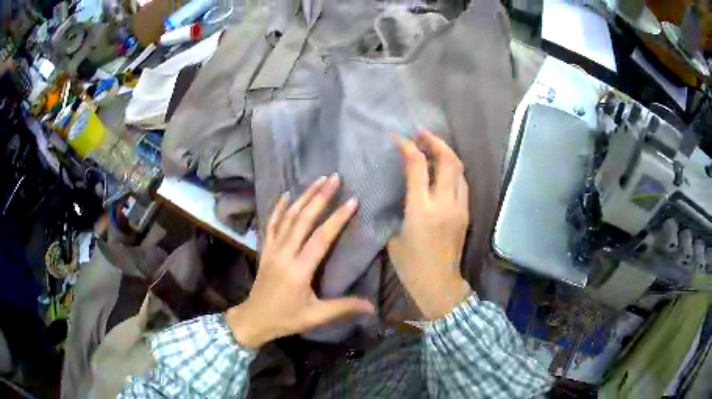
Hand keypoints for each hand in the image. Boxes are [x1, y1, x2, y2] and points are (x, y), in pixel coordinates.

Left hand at [227, 175, 374, 348]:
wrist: (254, 319)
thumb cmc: (286, 318)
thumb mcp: (316, 316)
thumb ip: (344, 307)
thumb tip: (373, 307)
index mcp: (299, 270)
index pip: (321, 238)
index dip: (337, 218)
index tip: (352, 200)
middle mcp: (284, 254)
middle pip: (303, 219)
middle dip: (320, 197)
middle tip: (335, 178)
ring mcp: (272, 249)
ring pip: (288, 217)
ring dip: (303, 197)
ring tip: (318, 180)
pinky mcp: (266, 249)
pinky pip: (272, 224)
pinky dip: (279, 208)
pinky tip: (287, 194)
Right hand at [387, 131, 471, 319]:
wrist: (440, 284)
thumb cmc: (411, 266)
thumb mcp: (395, 236)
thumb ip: (402, 209)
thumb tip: (407, 192)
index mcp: (421, 209)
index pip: (417, 166)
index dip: (408, 146)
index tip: (399, 137)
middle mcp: (444, 203)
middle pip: (448, 160)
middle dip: (435, 141)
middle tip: (422, 134)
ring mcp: (459, 207)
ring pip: (459, 169)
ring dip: (446, 153)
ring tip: (433, 147)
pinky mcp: (466, 213)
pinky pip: (462, 183)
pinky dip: (453, 169)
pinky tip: (443, 170)